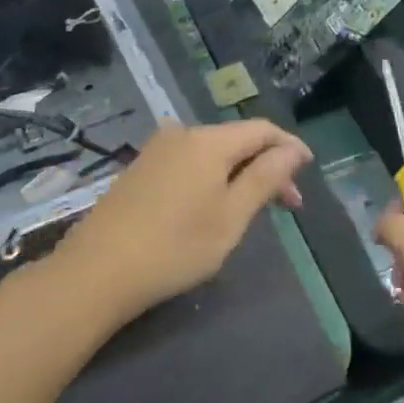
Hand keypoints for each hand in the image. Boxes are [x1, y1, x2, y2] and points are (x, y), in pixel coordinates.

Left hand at [57, 121, 310, 320]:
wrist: (95, 272)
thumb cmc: (174, 247)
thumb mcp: (230, 217)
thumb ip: (264, 178)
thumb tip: (292, 151)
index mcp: (209, 141)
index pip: (262, 130)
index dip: (289, 147)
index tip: (308, 172)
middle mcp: (182, 133)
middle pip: (237, 140)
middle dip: (267, 165)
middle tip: (288, 204)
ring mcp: (157, 150)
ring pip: (213, 152)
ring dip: (240, 173)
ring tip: (253, 207)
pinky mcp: (140, 169)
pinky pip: (190, 162)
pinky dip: (213, 177)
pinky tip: (214, 205)